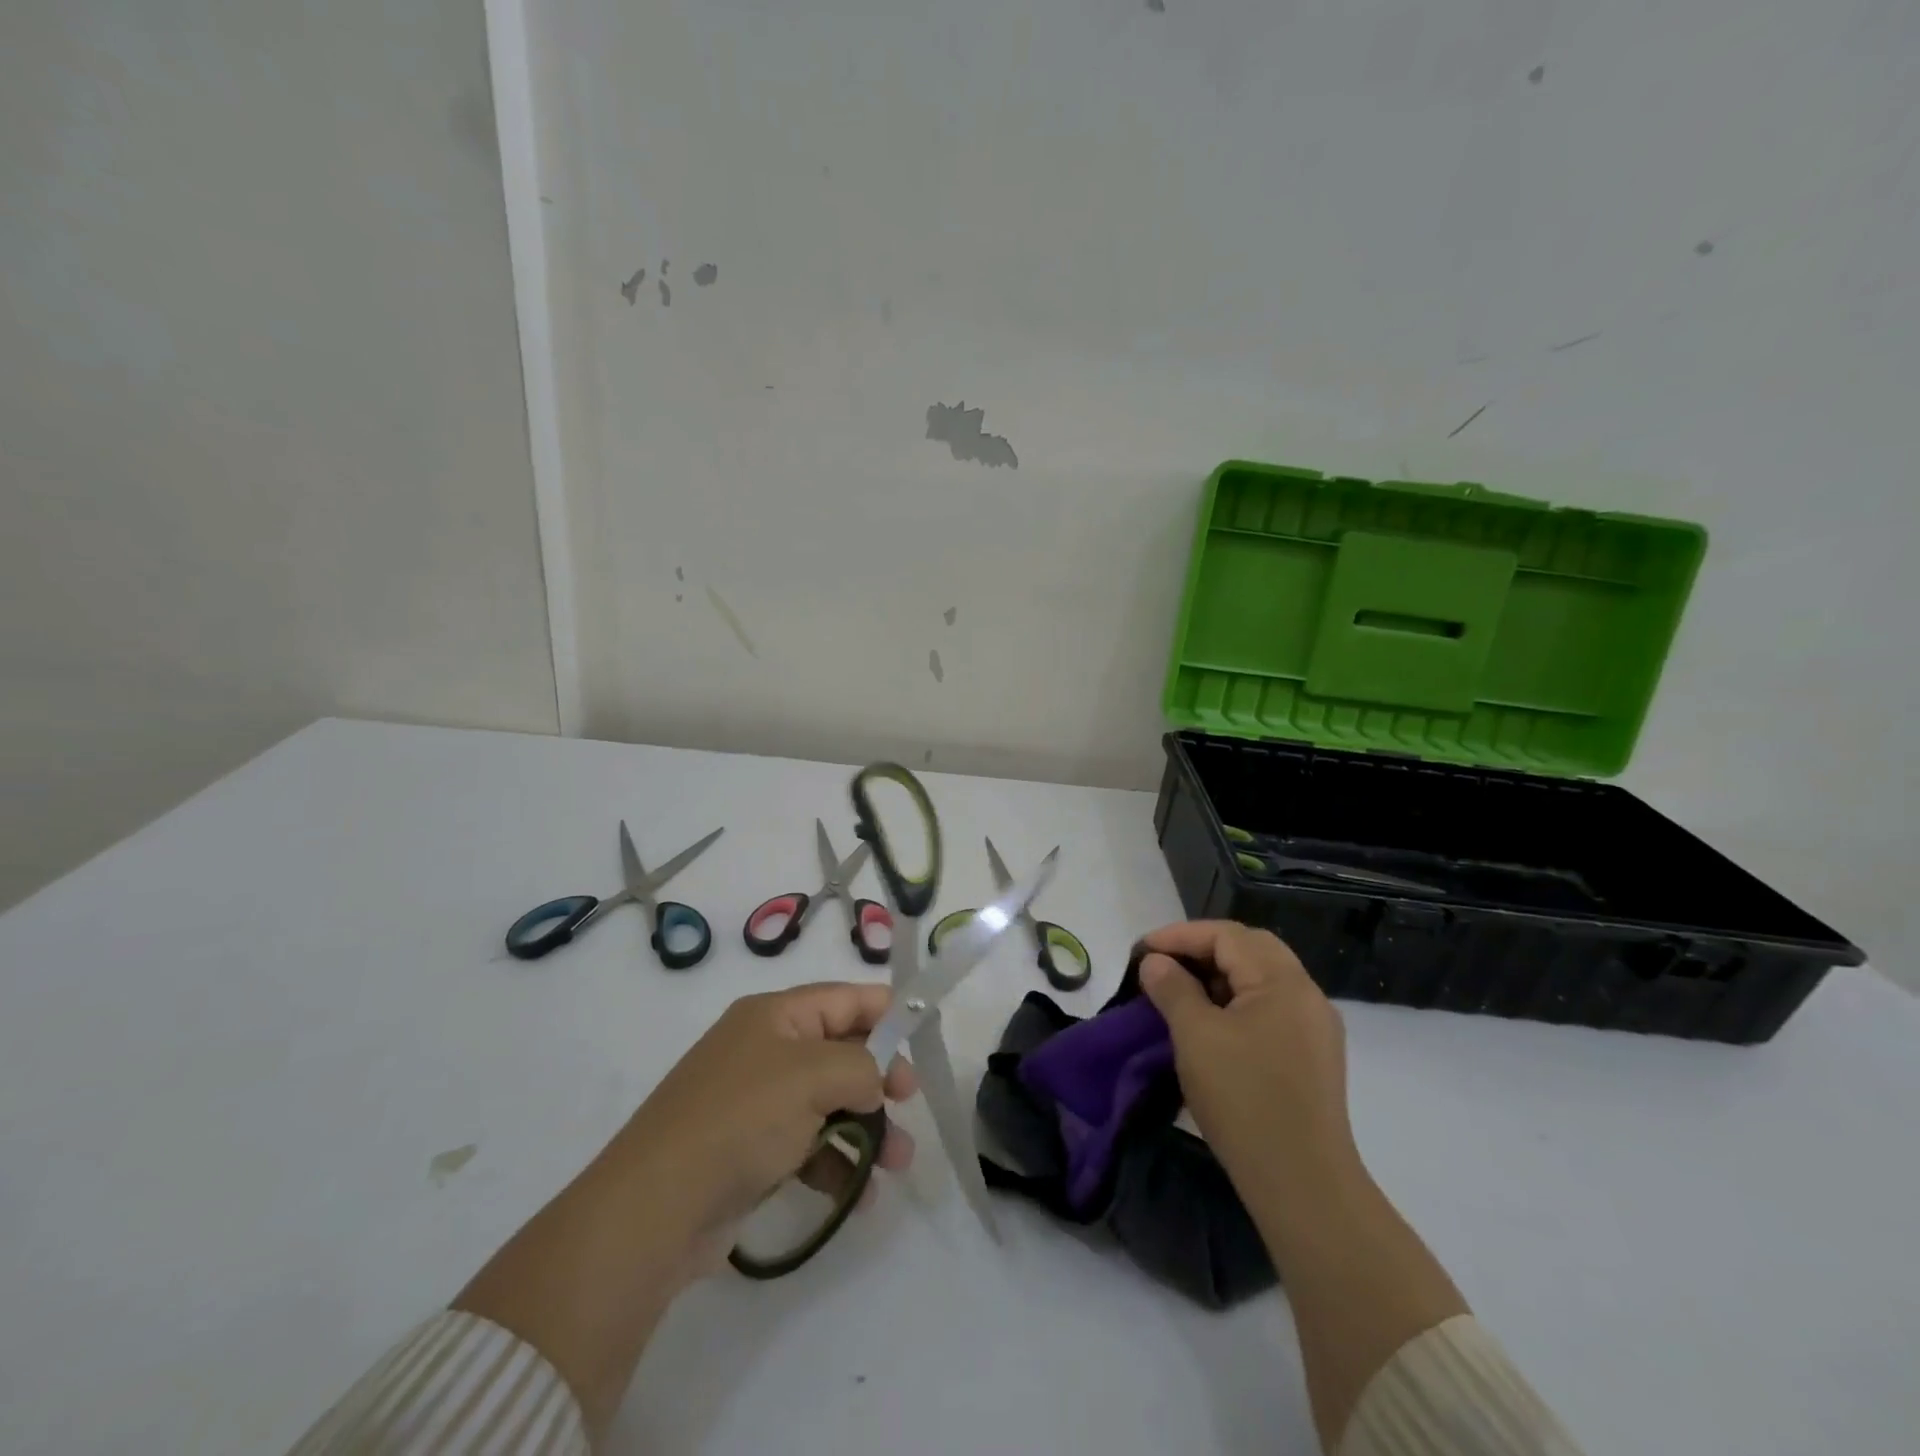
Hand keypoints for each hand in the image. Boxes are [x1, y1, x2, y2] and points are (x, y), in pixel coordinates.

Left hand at [617, 982, 916, 1273]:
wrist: (655, 1209)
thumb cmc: (741, 1119)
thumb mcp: (813, 1076)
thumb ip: (863, 1067)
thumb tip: (876, 1083)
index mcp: (775, 1016)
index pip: (844, 999)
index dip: (887, 1013)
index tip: (924, 1039)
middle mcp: (765, 1050)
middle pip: (841, 1052)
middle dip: (881, 1080)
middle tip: (910, 1103)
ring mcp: (757, 1103)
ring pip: (829, 1103)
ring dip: (868, 1129)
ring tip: (898, 1163)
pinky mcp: (751, 1152)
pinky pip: (809, 1146)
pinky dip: (838, 1164)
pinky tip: (861, 1196)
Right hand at [1137, 921, 1356, 1197]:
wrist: (1302, 1184)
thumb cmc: (1244, 1099)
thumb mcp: (1196, 1036)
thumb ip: (1173, 989)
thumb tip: (1157, 963)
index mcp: (1283, 982)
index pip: (1227, 935)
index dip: (1180, 936)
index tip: (1141, 951)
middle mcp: (1307, 995)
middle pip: (1249, 949)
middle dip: (1202, 949)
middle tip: (1162, 964)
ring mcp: (1314, 1028)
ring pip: (1261, 979)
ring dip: (1218, 976)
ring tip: (1179, 992)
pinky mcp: (1312, 1057)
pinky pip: (1270, 1008)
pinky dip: (1236, 1002)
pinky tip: (1210, 1024)